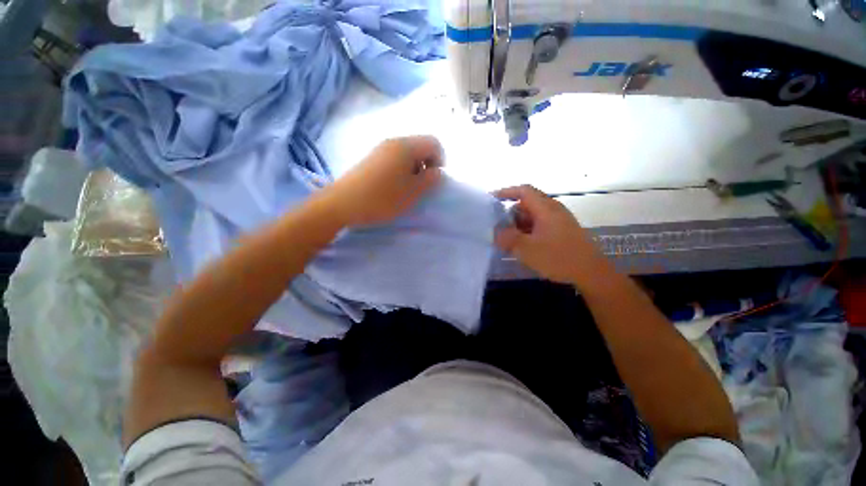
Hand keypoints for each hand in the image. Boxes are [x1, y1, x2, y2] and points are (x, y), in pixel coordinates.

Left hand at [320, 136, 443, 226]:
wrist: (343, 203)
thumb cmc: (382, 198)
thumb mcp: (413, 192)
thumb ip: (430, 180)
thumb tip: (437, 172)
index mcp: (406, 146)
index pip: (434, 143)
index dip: (440, 160)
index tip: (435, 180)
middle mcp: (393, 141)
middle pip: (420, 146)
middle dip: (427, 165)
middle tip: (422, 186)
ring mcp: (380, 149)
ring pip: (407, 153)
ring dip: (414, 169)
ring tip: (407, 188)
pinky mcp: (371, 158)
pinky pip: (394, 158)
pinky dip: (401, 170)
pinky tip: (393, 186)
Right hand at [494, 185, 607, 286]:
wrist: (591, 273)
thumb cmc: (558, 257)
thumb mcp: (527, 249)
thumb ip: (508, 239)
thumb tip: (495, 232)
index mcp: (546, 209)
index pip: (524, 191)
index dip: (506, 192)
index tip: (491, 199)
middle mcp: (553, 210)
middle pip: (526, 204)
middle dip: (510, 214)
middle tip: (497, 227)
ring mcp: (558, 220)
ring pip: (532, 216)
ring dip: (518, 225)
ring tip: (507, 239)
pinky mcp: (561, 231)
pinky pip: (539, 225)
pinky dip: (527, 231)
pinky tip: (522, 245)